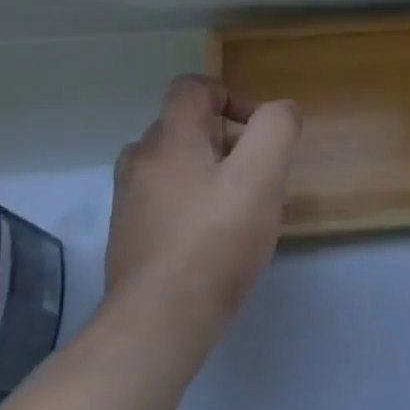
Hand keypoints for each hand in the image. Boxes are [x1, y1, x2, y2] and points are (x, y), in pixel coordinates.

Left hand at [105, 75, 301, 337]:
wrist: (160, 321)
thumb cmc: (216, 242)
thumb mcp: (261, 177)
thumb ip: (275, 130)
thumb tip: (280, 111)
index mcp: (170, 138)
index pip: (193, 88)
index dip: (230, 96)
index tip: (257, 131)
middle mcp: (141, 160)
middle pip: (185, 127)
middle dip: (226, 141)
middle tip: (257, 177)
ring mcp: (130, 200)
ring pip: (174, 166)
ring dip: (207, 173)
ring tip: (237, 208)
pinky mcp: (129, 235)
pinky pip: (164, 201)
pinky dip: (190, 204)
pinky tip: (213, 239)